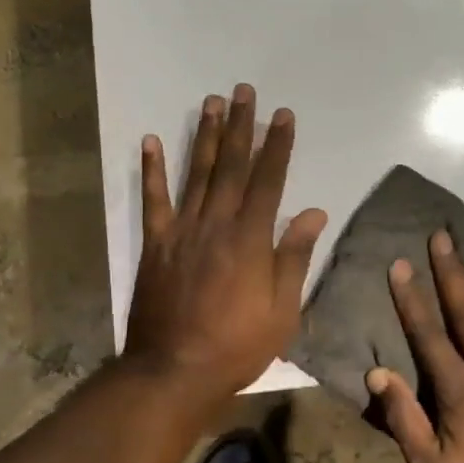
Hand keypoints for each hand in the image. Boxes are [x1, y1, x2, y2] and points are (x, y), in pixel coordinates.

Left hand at [124, 83, 328, 399]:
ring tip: (210, 102)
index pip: (269, 181)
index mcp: (250, 239)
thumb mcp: (283, 311)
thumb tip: (313, 212)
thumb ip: (294, 257)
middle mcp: (216, 224)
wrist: (174, 371)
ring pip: (196, 174)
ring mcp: (182, 231)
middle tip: (243, 91)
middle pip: (232, 166)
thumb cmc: (237, 346)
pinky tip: (150, 141)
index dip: (278, 145)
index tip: (283, 115)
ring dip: (205, 136)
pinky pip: (153, 200)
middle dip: (241, 126)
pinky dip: (151, 170)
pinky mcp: (156, 244)